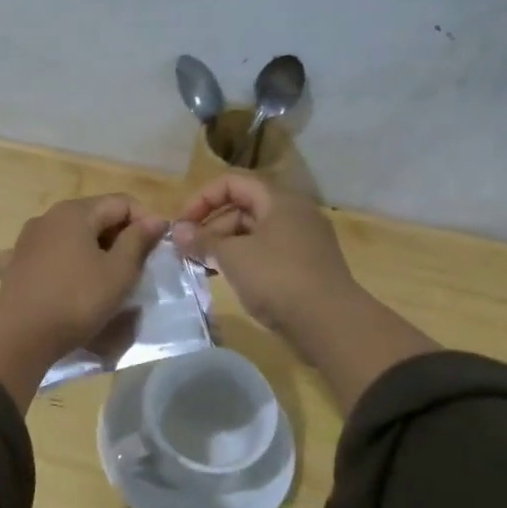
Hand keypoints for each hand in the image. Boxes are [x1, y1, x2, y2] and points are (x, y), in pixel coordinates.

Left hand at [0, 195, 168, 408]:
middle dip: (118, 236)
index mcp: (75, 212)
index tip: (158, 248)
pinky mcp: (13, 265)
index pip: (121, 202)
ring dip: (90, 249)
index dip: (145, 220)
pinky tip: (63, 279)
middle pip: (94, 216)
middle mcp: (47, 217)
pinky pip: (44, 255)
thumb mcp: (119, 272)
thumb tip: (155, 219)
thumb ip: (138, 241)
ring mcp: (25, 240)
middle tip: (137, 265)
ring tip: (105, 276)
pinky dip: (60, 263)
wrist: (22, 336)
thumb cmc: (78, 300)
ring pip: (68, 236)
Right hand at [171, 174, 356, 336]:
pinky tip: (226, 280)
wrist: (330, 324)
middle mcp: (293, 213)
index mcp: (279, 200)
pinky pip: (266, 254)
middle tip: (186, 252)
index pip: (232, 183)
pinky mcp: (305, 266)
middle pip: (242, 208)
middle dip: (210, 227)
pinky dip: (243, 261)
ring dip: (224, 247)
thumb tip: (176, 231)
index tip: (181, 225)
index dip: (202, 199)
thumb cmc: (277, 279)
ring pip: (253, 233)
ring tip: (201, 268)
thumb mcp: (233, 257)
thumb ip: (202, 241)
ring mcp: (302, 241)